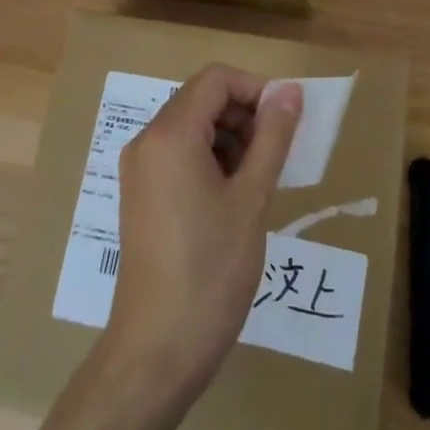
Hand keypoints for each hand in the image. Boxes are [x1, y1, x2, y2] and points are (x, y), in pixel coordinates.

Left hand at [103, 65, 302, 398]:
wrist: (157, 350)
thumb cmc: (211, 270)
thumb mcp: (252, 198)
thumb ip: (273, 137)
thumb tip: (290, 90)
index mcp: (170, 134)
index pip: (216, 79)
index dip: (256, 89)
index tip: (286, 120)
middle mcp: (147, 141)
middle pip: (201, 99)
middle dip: (244, 114)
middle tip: (276, 154)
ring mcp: (139, 169)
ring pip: (191, 126)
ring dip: (230, 138)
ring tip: (258, 180)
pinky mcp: (140, 194)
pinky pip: (178, 153)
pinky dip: (210, 158)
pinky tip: (233, 197)